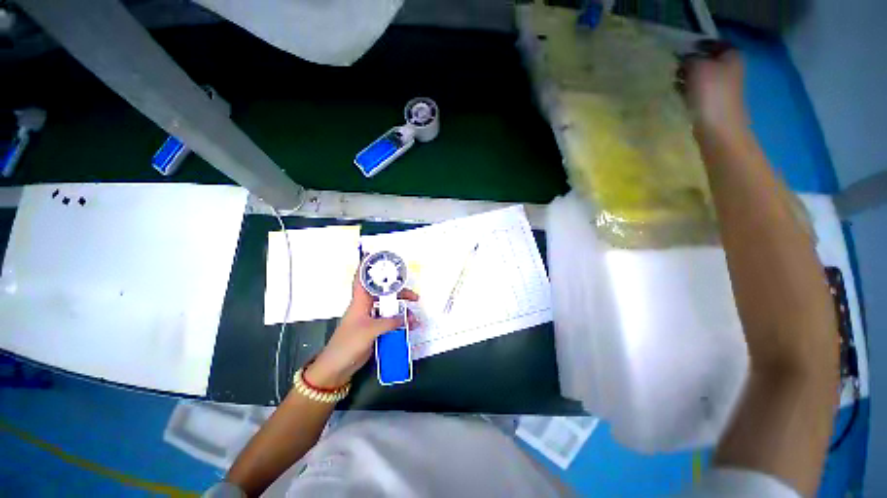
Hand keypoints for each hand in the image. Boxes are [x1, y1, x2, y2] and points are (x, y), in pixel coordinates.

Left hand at [305, 269, 418, 388]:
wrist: (337, 367)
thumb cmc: (348, 343)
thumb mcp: (370, 331)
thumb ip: (390, 322)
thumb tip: (407, 317)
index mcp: (360, 301)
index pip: (362, 279)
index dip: (368, 267)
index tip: (378, 257)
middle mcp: (366, 306)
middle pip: (384, 293)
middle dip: (399, 292)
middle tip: (414, 297)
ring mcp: (370, 318)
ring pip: (388, 307)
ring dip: (401, 309)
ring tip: (414, 315)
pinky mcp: (374, 329)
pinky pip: (389, 321)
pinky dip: (399, 322)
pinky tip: (409, 326)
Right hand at [680, 40, 748, 139]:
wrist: (718, 127)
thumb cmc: (711, 92)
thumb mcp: (697, 66)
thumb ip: (690, 58)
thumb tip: (684, 58)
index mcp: (731, 55)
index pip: (713, 43)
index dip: (697, 46)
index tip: (681, 52)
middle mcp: (730, 68)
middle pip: (707, 60)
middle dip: (690, 64)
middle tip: (676, 69)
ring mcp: (723, 87)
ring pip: (701, 76)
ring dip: (687, 79)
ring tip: (675, 84)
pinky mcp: (714, 102)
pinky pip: (699, 91)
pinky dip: (688, 91)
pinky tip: (680, 96)